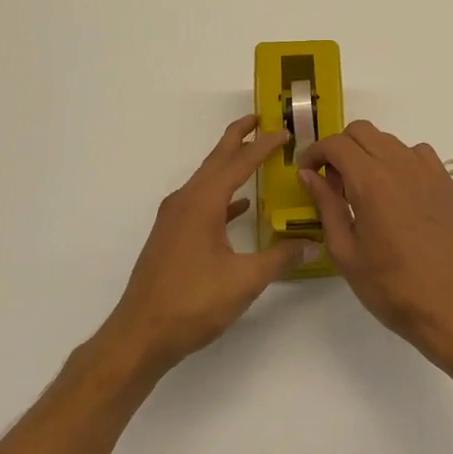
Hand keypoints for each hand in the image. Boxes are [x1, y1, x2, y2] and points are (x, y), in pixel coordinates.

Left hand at [103, 115, 311, 372]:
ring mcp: (174, 219)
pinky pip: (201, 202)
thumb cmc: (192, 302)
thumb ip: (280, 258)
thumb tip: (311, 243)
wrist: (140, 334)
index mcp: (202, 203)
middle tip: (260, 119)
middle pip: (216, 160)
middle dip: (237, 138)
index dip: (263, 146)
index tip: (284, 131)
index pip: (238, 164)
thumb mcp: (244, 280)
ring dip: (229, 165)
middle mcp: (185, 202)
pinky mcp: (171, 236)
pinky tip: (240, 207)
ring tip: (253, 155)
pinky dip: (222, 196)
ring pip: (206, 180)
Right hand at [298, 121, 452, 357]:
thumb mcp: (345, 250)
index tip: (307, 172)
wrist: (447, 305)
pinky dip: (400, 161)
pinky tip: (398, 191)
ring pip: (390, 140)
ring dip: (370, 153)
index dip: (315, 153)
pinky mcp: (447, 182)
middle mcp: (400, 164)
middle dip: (340, 147)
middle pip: (362, 131)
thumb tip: (309, 174)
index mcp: (371, 181)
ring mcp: (428, 171)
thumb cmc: (389, 285)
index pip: (336, 144)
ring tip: (365, 188)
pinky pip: (418, 154)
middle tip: (333, 180)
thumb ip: (326, 205)